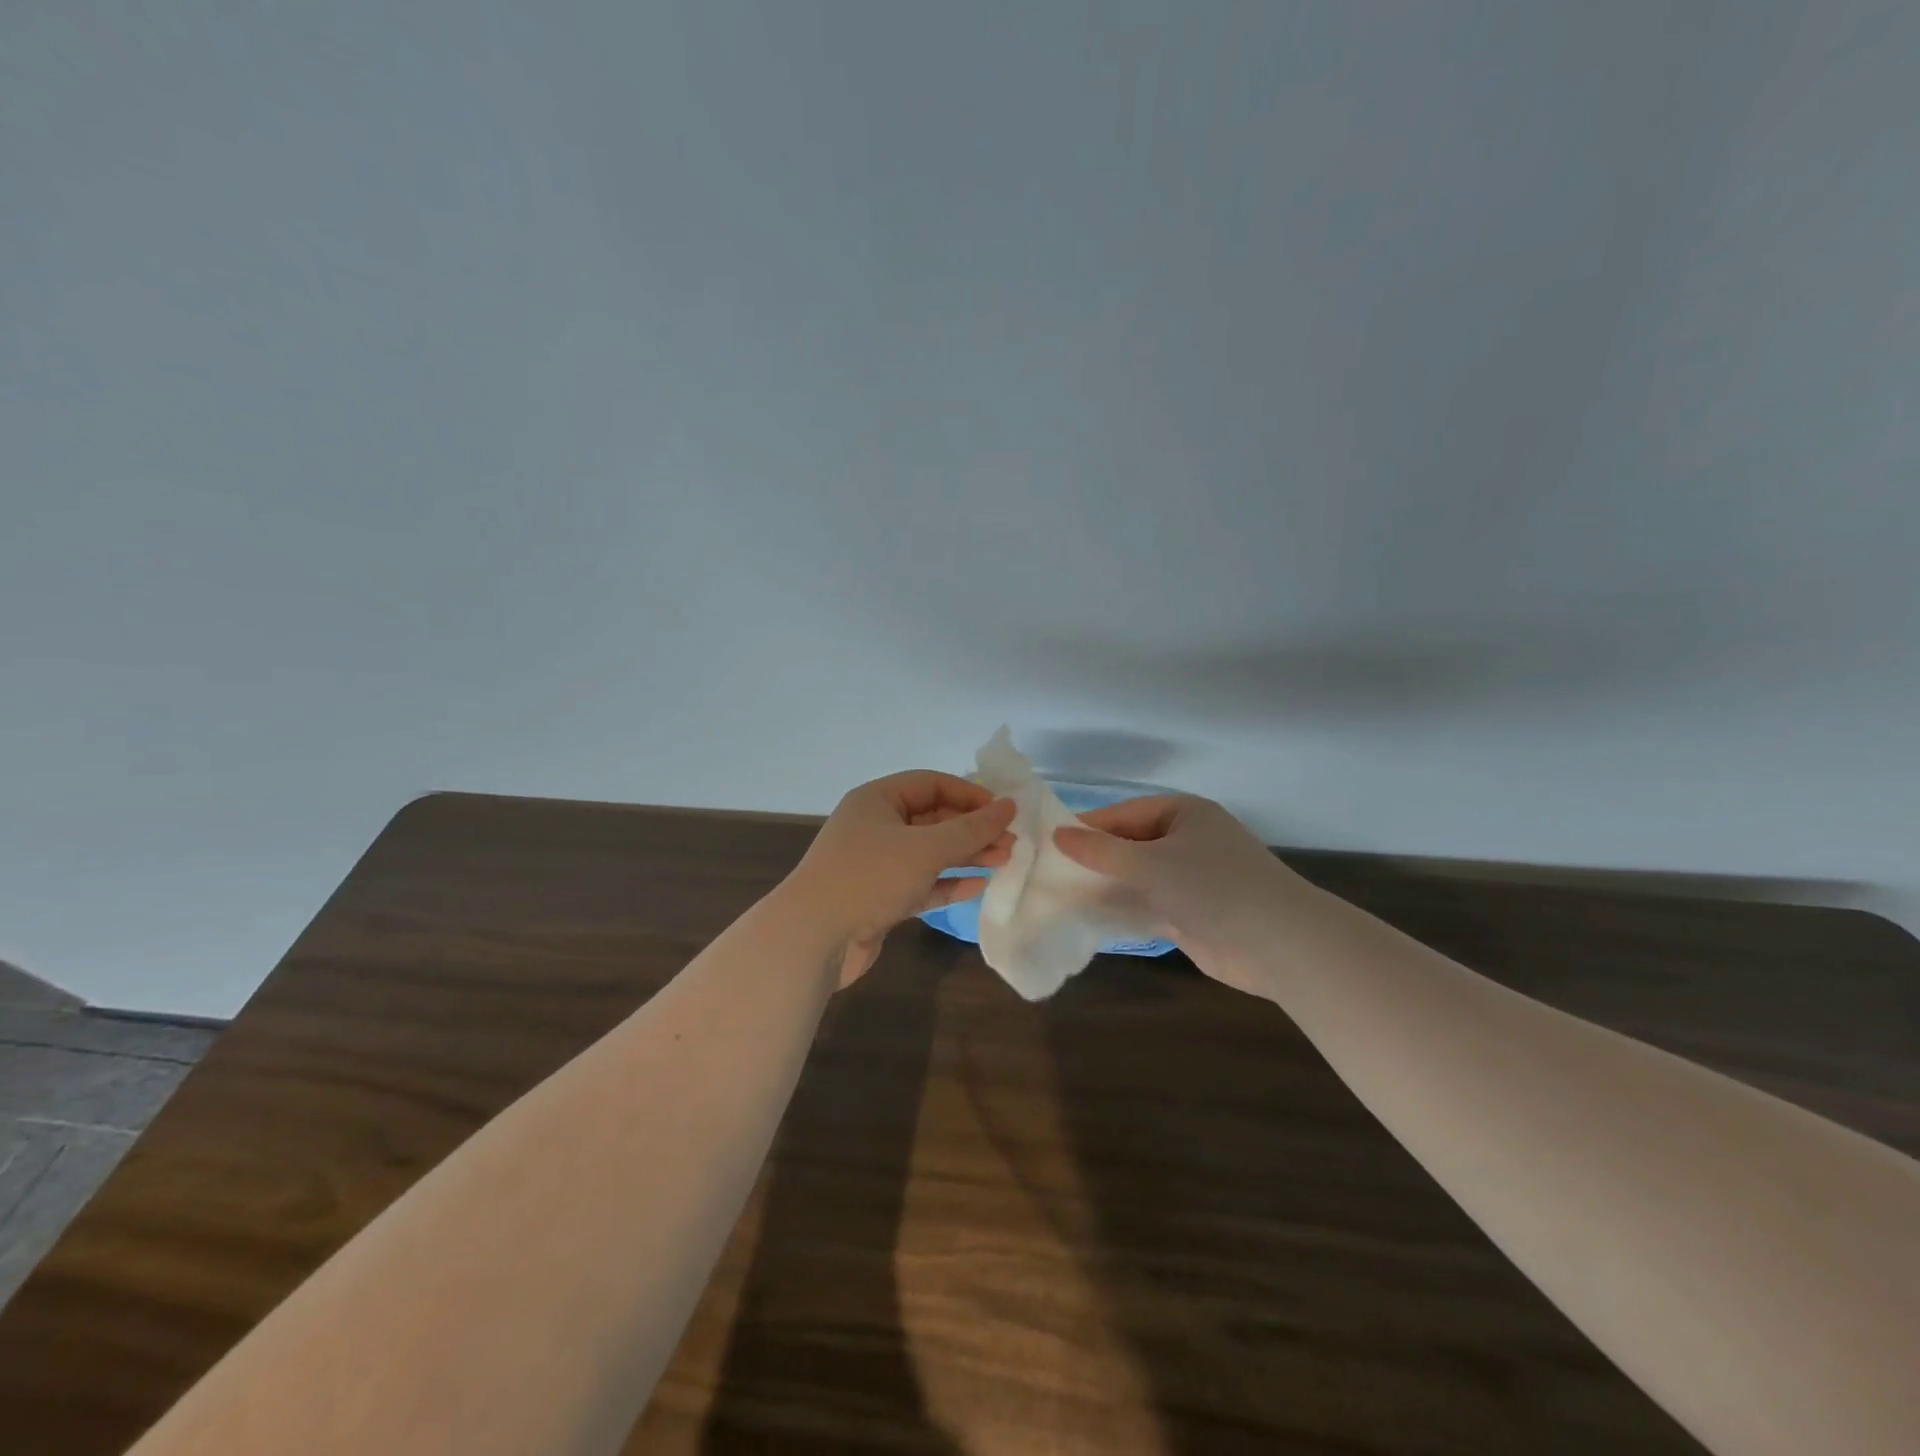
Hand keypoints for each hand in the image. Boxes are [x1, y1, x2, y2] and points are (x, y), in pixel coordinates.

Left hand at [787, 771, 1016, 986]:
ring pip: (930, 853)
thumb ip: (970, 829)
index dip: (969, 794)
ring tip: (1004, 861)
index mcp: (877, 800)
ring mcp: (877, 864)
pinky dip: (948, 883)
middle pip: (933, 819)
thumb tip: (1008, 807)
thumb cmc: (869, 877)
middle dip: (972, 829)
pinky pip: (922, 883)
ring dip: (966, 855)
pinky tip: (978, 886)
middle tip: (1010, 842)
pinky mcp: (880, 898)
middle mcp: (876, 826)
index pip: (931, 784)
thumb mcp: (925, 848)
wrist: (813, 938)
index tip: (1002, 811)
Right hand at [1052, 794, 1296, 989]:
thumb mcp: (1150, 862)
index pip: (1125, 814)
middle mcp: (1188, 841)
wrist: (1277, 943)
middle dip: (1095, 860)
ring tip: (1060, 895)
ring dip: (1106, 887)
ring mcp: (1191, 880)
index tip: (1050, 841)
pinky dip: (1124, 910)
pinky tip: (1090, 918)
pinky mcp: (1191, 914)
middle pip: (1130, 846)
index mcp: (1184, 814)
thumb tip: (1059, 835)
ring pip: (1137, 878)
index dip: (1089, 827)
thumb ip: (1102, 852)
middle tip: (1050, 871)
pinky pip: (1148, 905)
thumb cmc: (1212, 886)